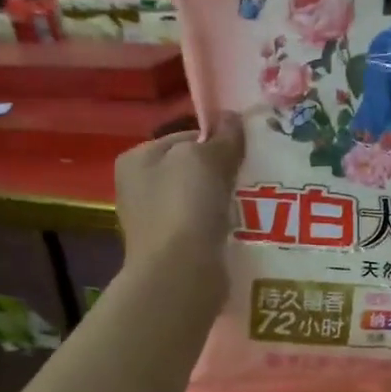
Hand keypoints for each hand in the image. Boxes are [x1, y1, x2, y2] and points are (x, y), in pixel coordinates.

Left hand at [115, 112, 243, 282]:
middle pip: (191, 170)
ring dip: (224, 202)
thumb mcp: (206, 160)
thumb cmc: (185, 206)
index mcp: (137, 159)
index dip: (216, 141)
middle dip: (222, 173)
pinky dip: (221, 227)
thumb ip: (222, 138)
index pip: (184, 137)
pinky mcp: (171, 250)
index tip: (245, 152)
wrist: (179, 273)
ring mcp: (153, 222)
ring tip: (254, 203)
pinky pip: (203, 229)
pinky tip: (241, 229)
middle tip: (253, 177)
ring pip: (199, 201)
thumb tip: (232, 118)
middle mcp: (138, 189)